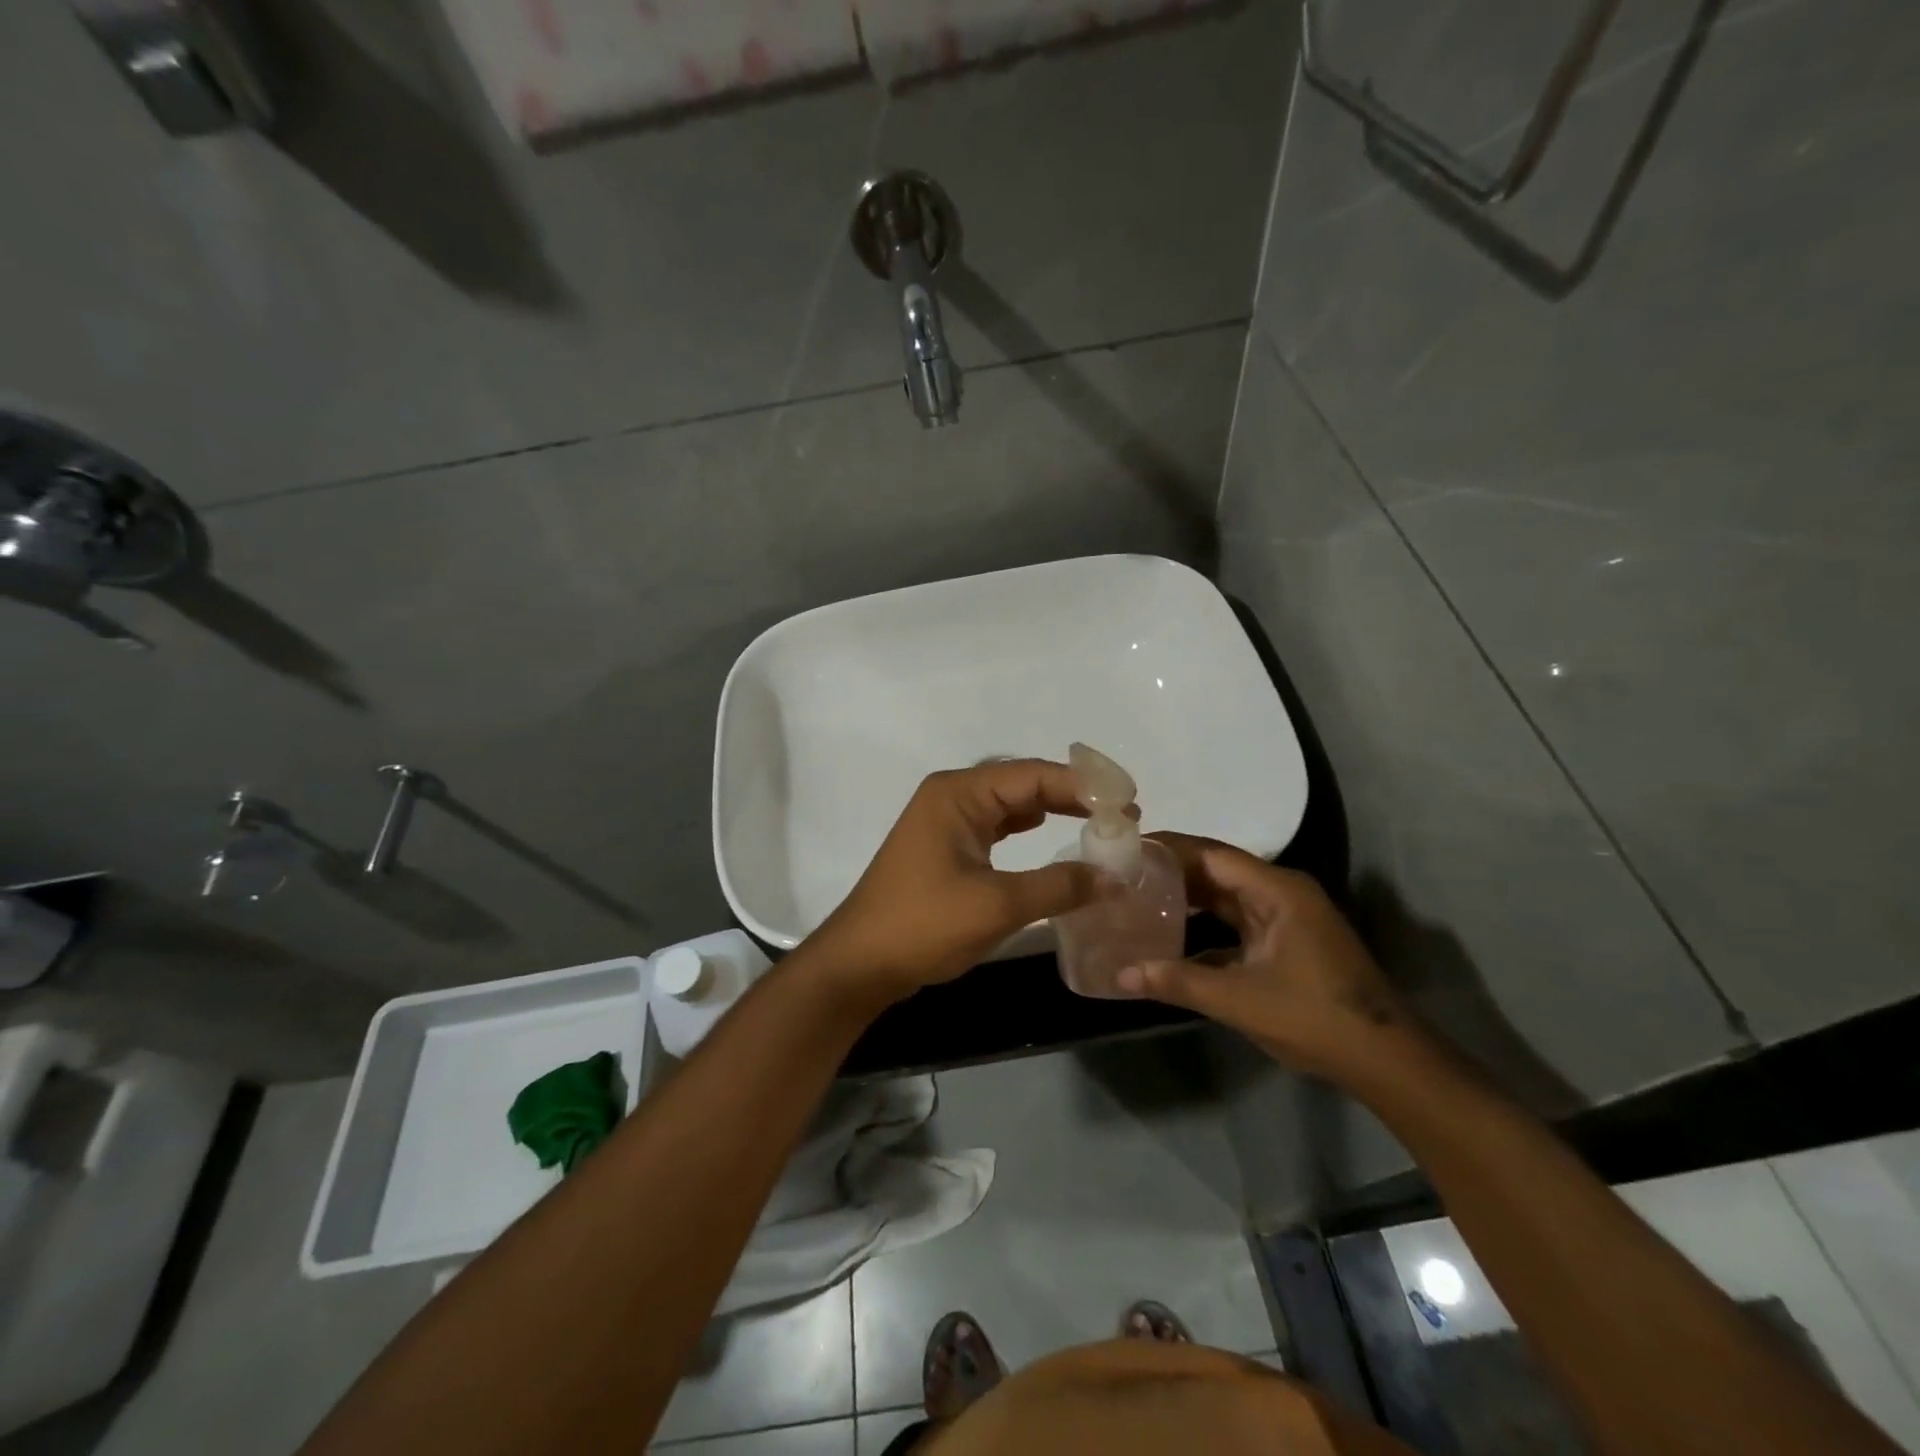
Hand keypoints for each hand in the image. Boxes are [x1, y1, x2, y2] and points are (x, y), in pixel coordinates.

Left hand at [808, 760, 1104, 1003]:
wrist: (860, 962)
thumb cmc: (923, 925)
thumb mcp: (998, 905)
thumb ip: (1059, 886)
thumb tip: (1114, 877)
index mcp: (959, 793)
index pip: (1033, 775)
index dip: (1084, 786)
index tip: (1129, 801)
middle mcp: (952, 796)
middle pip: (1022, 782)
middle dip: (1071, 795)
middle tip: (1122, 813)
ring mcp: (945, 820)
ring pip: (1009, 804)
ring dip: (1051, 809)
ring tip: (1098, 822)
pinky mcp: (945, 846)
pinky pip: (995, 825)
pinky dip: (1026, 828)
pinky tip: (1050, 833)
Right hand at [1116, 834, 1411, 1080]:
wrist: (1385, 1059)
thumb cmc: (1315, 1017)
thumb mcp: (1240, 1000)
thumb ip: (1178, 981)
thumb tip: (1120, 975)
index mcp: (1277, 890)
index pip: (1212, 854)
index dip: (1169, 848)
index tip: (1126, 848)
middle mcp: (1282, 892)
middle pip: (1217, 869)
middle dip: (1172, 870)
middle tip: (1124, 872)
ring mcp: (1286, 917)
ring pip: (1226, 895)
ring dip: (1187, 895)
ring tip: (1139, 895)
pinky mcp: (1286, 940)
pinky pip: (1237, 919)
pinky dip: (1205, 921)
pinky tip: (1171, 933)